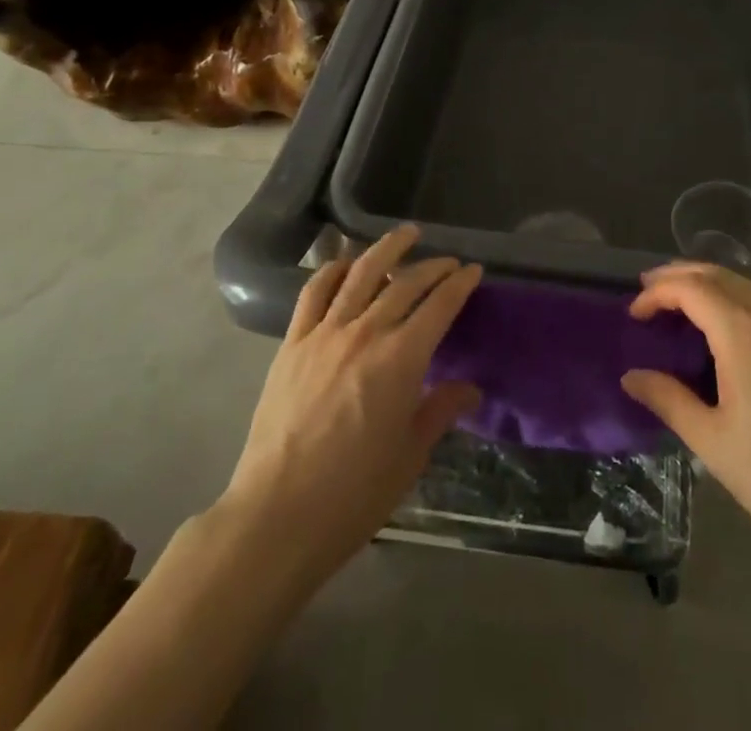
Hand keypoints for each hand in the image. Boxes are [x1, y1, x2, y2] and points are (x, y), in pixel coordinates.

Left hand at [222, 228, 482, 588]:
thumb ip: (440, 411)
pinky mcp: (292, 343)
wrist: (277, 516)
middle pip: (406, 285)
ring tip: (406, 235)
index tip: (473, 270)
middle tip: (448, 261)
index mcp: (401, 360)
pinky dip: (333, 270)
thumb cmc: (353, 494)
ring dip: (387, 249)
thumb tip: (471, 389)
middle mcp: (365, 333)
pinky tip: (346, 264)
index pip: (439, 307)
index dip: (460, 284)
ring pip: (361, 274)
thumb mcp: (410, 456)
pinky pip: (314, 293)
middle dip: (433, 267)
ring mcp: (325, 334)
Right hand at [621, 263, 750, 574]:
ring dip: (706, 283)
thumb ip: (668, 400)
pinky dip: (733, 295)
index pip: (690, 288)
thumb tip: (631, 376)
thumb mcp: (713, 442)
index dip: (657, 292)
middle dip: (677, 277)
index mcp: (744, 332)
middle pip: (716, 273)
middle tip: (646, 292)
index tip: (633, 314)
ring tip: (679, 304)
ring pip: (742, 282)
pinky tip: (726, 322)